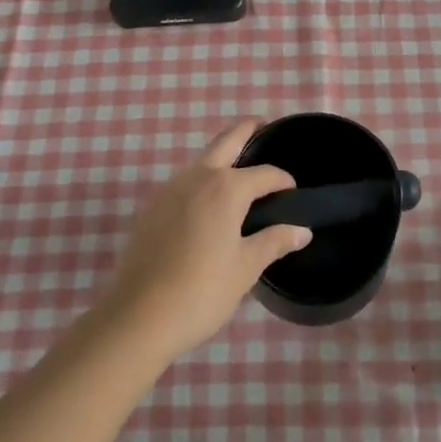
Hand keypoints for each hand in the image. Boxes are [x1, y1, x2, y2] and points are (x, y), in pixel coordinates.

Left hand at [100, 121, 306, 361]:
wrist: (138, 316)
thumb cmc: (201, 291)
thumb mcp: (245, 268)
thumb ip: (274, 242)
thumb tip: (302, 230)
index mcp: (226, 188)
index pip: (264, 174)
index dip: (282, 180)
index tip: (293, 192)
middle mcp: (197, 178)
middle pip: (226, 141)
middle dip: (246, 130)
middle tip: (263, 125)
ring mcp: (169, 190)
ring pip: (201, 159)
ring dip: (221, 154)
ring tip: (239, 166)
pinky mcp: (151, 208)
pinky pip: (184, 181)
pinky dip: (201, 177)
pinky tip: (207, 201)